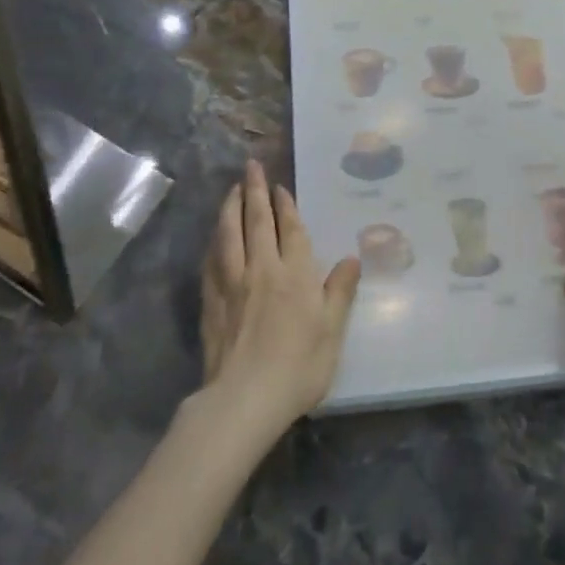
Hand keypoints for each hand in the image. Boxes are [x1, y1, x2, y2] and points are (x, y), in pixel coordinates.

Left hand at [199, 160, 360, 436]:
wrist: (245, 398)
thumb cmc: (298, 367)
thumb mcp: (332, 331)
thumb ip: (340, 292)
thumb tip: (352, 258)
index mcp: (295, 274)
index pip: (290, 229)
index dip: (285, 205)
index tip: (279, 186)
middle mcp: (262, 269)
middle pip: (256, 222)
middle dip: (254, 191)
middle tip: (250, 166)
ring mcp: (232, 283)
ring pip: (229, 234)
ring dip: (230, 208)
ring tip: (231, 189)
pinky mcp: (211, 301)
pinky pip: (211, 261)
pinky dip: (214, 242)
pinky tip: (214, 237)